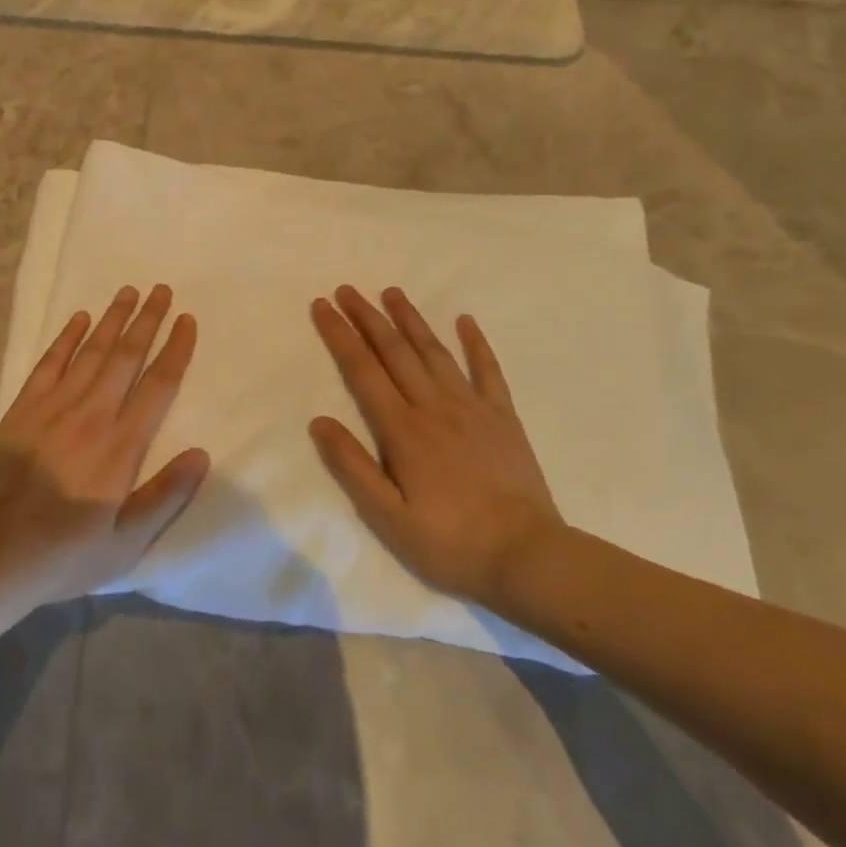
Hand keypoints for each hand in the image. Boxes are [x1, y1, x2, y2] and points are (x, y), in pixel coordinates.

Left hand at [0, 285, 209, 611]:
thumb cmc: (64, 555)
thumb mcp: (126, 544)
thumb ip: (165, 497)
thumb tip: (202, 454)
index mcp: (121, 445)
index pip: (158, 385)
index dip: (176, 349)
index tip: (188, 320)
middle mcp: (92, 414)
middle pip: (127, 356)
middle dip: (148, 320)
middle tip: (162, 289)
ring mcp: (54, 406)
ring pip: (92, 351)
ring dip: (113, 319)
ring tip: (129, 291)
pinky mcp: (23, 408)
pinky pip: (50, 362)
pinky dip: (67, 337)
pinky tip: (80, 319)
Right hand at [309, 285, 564, 608]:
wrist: (527, 557)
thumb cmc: (449, 542)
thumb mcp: (388, 516)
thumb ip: (352, 466)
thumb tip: (318, 420)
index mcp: (402, 429)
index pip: (362, 370)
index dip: (340, 335)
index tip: (322, 306)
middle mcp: (433, 406)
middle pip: (394, 351)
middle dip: (367, 317)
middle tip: (347, 289)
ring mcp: (472, 407)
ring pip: (434, 351)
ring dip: (411, 319)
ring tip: (392, 292)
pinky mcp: (503, 417)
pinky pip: (488, 370)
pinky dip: (476, 343)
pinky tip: (466, 320)